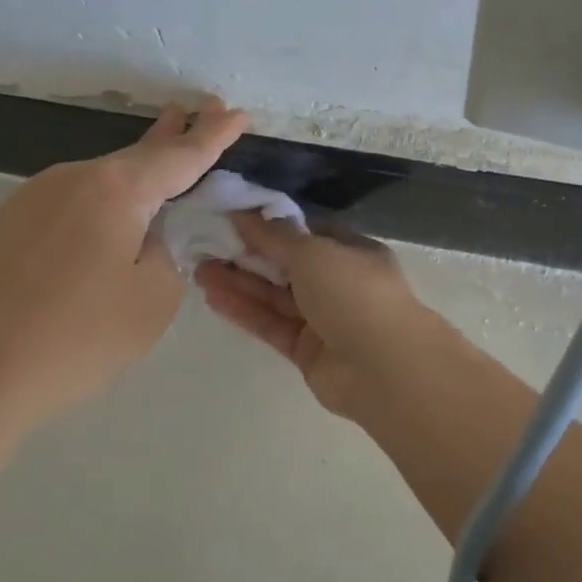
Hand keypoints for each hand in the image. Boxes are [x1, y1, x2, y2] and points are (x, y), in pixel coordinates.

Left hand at [0, 98, 248, 426]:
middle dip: (173, 135)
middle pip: (136, 155)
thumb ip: (167, 253)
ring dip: (136, 173)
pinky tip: (109, 218)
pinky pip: (72, 200)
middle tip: (202, 109)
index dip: (213, 135)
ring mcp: (34, 197)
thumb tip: (147, 236)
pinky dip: (102, 200)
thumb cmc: (78, 338)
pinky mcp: (9, 222)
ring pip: (101, 179)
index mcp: (116, 190)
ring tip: (162, 158)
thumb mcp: (154, 299)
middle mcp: (73, 177)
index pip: (179, 156)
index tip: (236, 112)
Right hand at [195, 214, 464, 423]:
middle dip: (248, 255)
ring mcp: (323, 319)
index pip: (307, 233)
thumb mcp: (314, 252)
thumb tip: (245, 214)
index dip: (271, 226)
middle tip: (205, 244)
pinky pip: (271, 324)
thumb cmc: (354, 293)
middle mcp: (339, 283)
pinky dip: (245, 310)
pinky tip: (213, 297)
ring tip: (198, 269)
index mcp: (352, 252)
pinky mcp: (306, 350)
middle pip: (286, 265)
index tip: (233, 219)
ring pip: (275, 296)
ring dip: (240, 282)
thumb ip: (275, 237)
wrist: (384, 367)